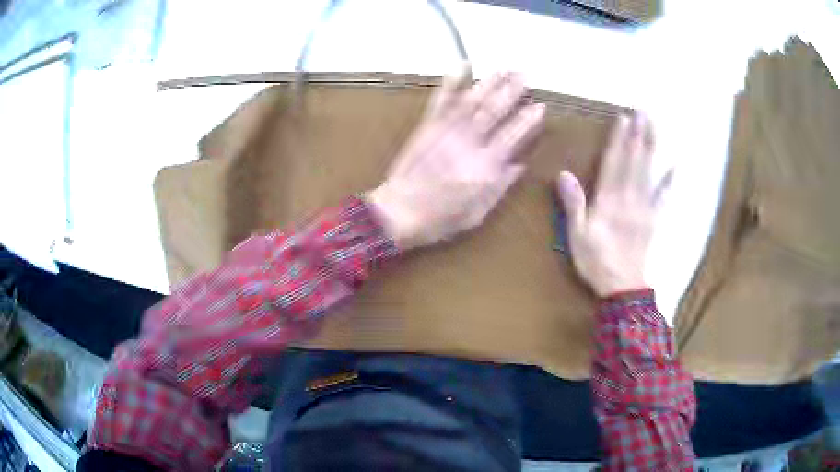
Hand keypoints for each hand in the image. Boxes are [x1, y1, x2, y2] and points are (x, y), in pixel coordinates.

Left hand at [367, 71, 544, 249]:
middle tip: (525, 75)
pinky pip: (441, 100)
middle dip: (512, 91)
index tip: (540, 106)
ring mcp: (446, 131)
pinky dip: (451, 81)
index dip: (528, 120)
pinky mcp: (427, 126)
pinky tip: (462, 65)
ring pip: (472, 100)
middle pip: (494, 111)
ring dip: (489, 82)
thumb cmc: (440, 219)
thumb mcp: (477, 213)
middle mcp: (469, 142)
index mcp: (485, 166)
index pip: (513, 135)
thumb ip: (500, 187)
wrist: (398, 212)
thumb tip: (520, 165)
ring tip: (504, 68)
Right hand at [557, 112, 670, 296]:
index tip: (623, 119)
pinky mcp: (653, 220)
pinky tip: (675, 167)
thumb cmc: (596, 262)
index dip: (618, 140)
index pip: (614, 163)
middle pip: (634, 162)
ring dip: (651, 148)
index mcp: (608, 201)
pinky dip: (669, 182)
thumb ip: (574, 204)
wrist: (622, 288)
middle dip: (638, 135)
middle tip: (643, 112)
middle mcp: (629, 199)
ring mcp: (644, 208)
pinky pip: (663, 198)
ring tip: (654, 127)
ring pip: (649, 173)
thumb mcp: (577, 235)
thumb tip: (564, 174)